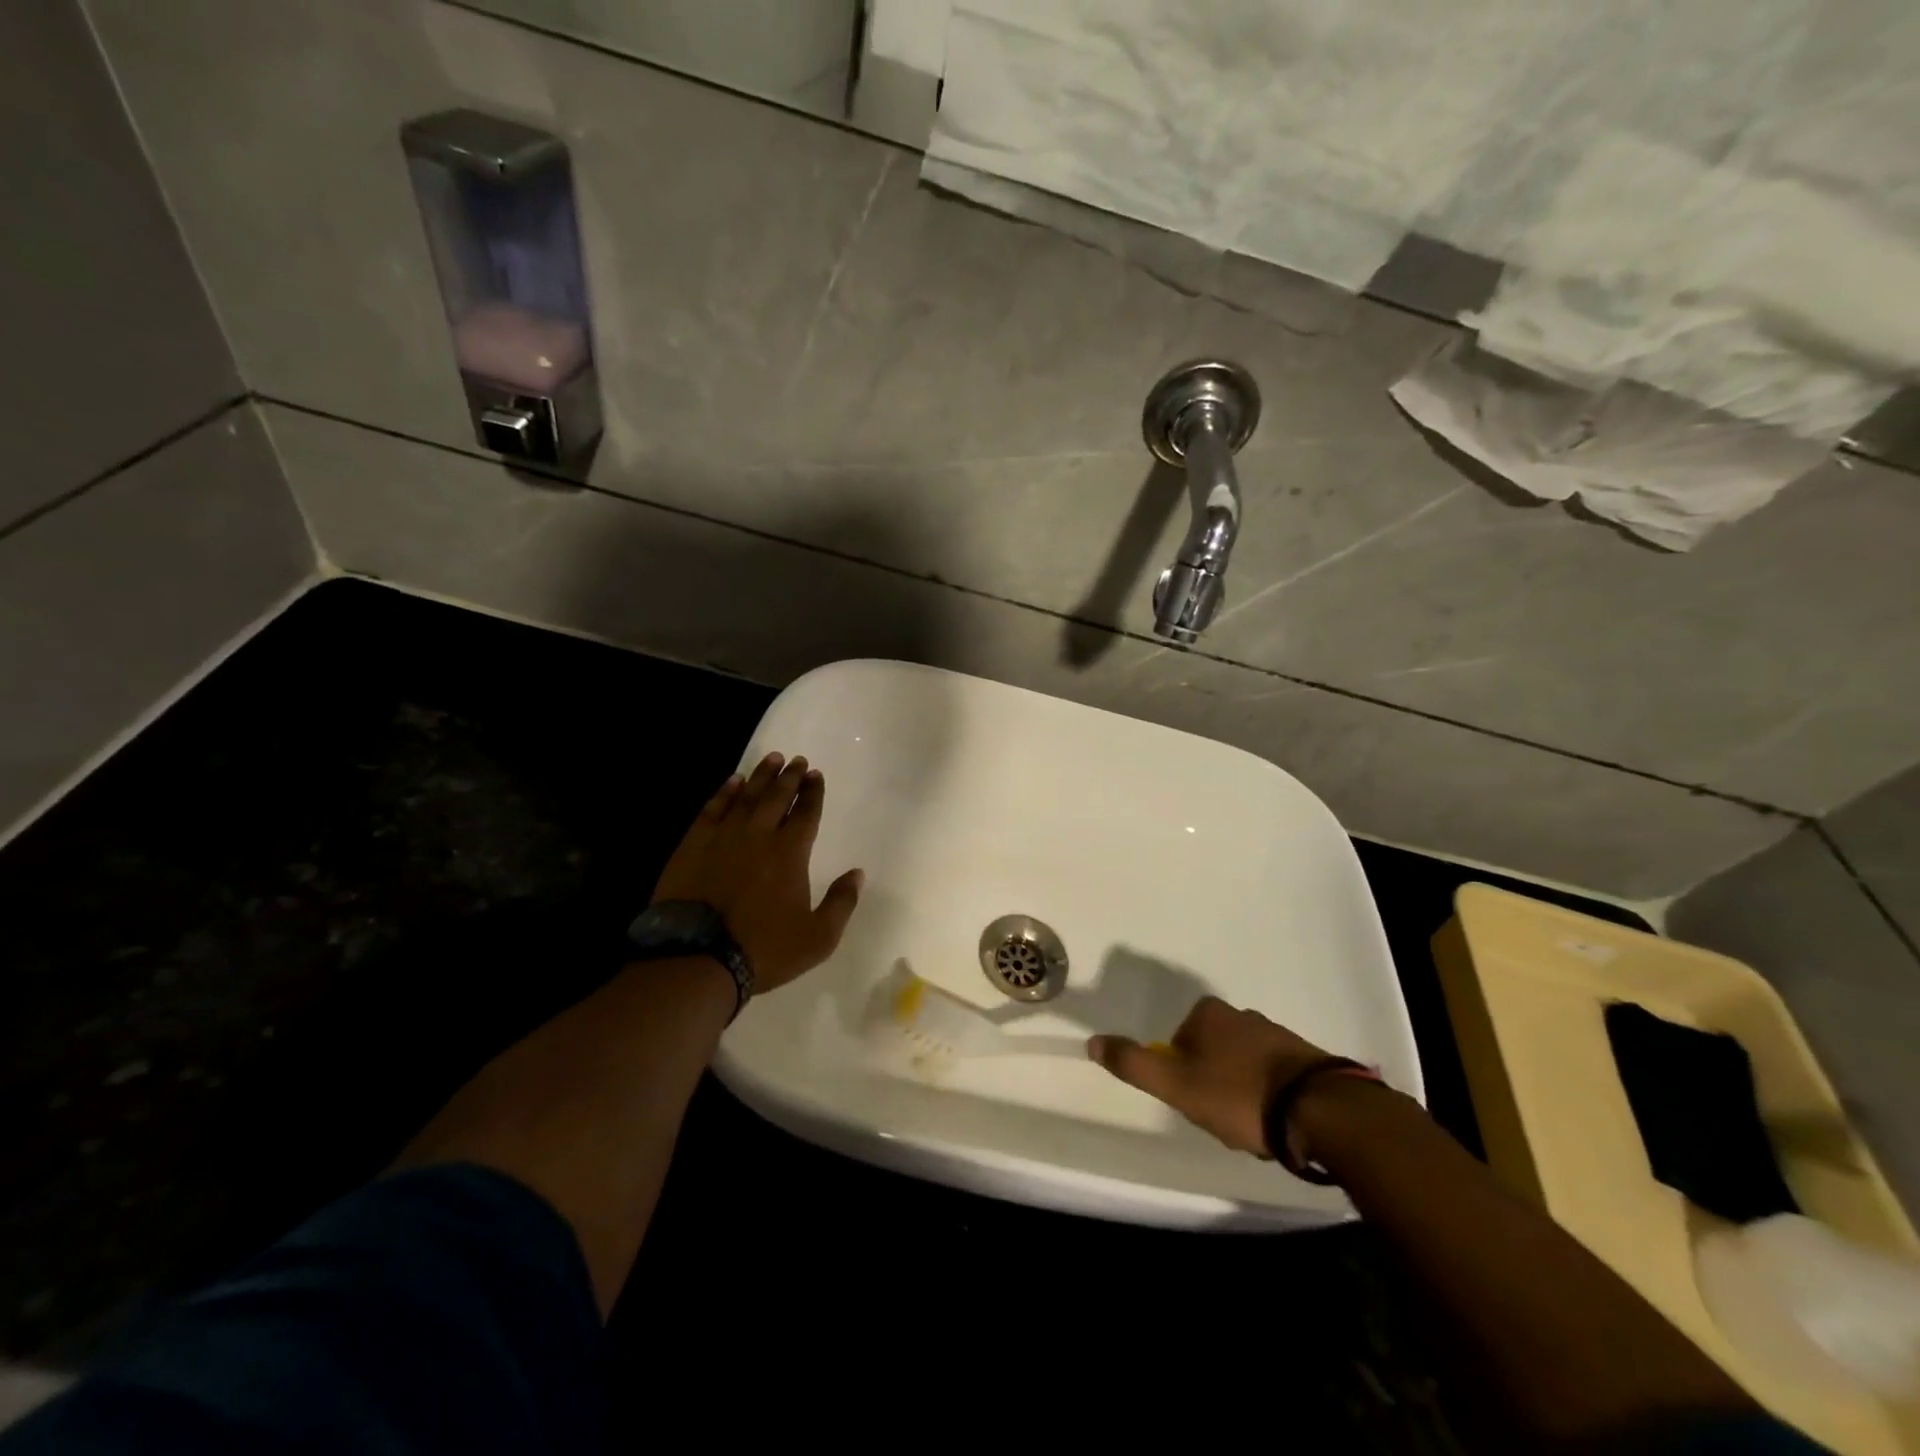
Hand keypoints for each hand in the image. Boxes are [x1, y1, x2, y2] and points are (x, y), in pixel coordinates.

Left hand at [651, 752, 863, 994]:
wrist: (698, 957)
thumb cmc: (764, 948)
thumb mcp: (818, 937)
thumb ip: (841, 903)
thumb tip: (858, 874)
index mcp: (791, 853)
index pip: (806, 812)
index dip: (813, 792)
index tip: (816, 775)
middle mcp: (759, 835)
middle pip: (777, 796)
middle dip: (790, 777)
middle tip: (798, 761)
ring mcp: (724, 836)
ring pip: (746, 795)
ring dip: (761, 775)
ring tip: (772, 758)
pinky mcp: (694, 844)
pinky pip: (713, 808)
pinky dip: (725, 792)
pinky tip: (732, 781)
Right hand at [1087, 996, 1331, 1156]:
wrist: (1320, 1111)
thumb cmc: (1238, 1095)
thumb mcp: (1176, 1085)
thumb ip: (1133, 1064)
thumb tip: (1092, 1041)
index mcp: (1208, 1014)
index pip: (1179, 1042)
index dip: (1182, 1075)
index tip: (1196, 1102)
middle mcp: (1242, 1014)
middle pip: (1211, 1054)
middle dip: (1213, 1085)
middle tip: (1223, 1119)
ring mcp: (1277, 1034)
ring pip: (1243, 1067)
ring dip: (1243, 1094)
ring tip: (1253, 1127)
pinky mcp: (1307, 1059)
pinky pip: (1275, 1078)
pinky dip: (1271, 1098)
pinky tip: (1278, 1123)